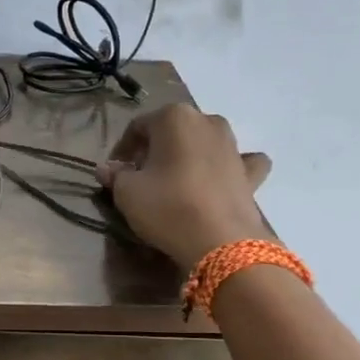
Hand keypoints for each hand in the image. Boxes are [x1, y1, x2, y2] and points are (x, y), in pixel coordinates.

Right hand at [95, 105, 273, 270]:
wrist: (221, 241)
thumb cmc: (167, 207)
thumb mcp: (127, 192)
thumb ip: (115, 176)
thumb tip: (108, 169)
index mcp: (174, 117)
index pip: (138, 127)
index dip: (122, 150)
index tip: (114, 173)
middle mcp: (207, 121)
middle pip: (172, 132)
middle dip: (155, 151)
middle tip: (141, 177)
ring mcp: (234, 146)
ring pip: (204, 143)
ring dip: (189, 156)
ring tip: (175, 182)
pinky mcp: (252, 173)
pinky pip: (239, 163)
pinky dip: (229, 168)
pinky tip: (221, 180)